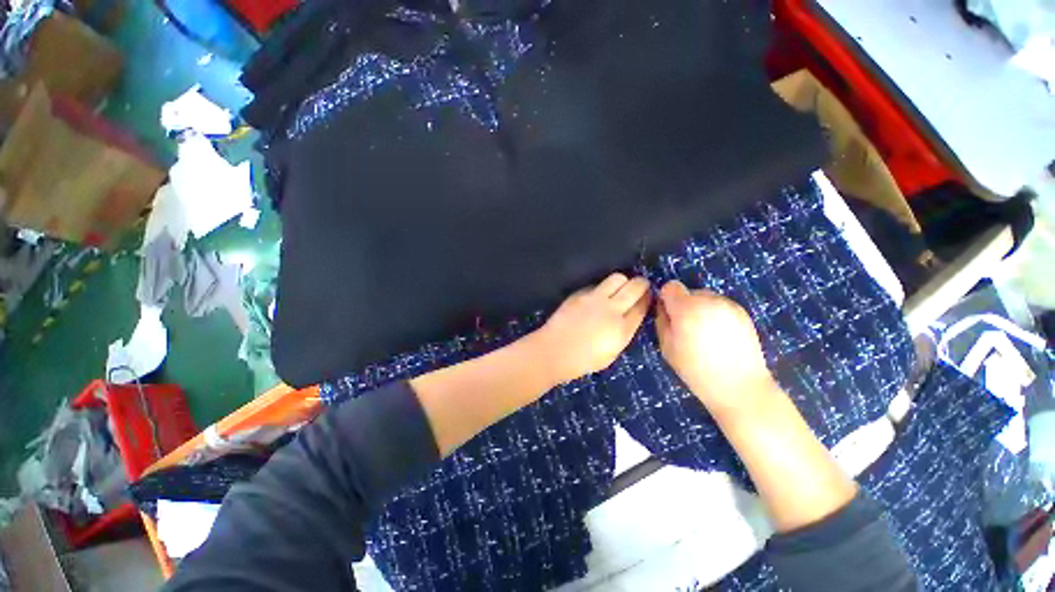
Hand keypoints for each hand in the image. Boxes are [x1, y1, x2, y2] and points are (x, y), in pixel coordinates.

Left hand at [530, 273, 651, 384]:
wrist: (554, 351)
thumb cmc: (583, 360)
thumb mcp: (611, 353)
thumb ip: (623, 333)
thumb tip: (629, 318)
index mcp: (622, 329)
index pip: (642, 306)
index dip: (647, 299)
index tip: (648, 296)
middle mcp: (612, 310)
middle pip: (635, 287)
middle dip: (641, 284)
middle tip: (640, 285)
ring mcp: (595, 299)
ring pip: (617, 278)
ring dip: (622, 281)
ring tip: (619, 287)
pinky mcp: (580, 293)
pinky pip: (597, 284)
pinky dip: (601, 288)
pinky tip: (597, 296)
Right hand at [655, 281, 776, 416]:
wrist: (740, 387)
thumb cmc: (696, 370)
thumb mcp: (666, 347)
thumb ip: (662, 320)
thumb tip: (663, 307)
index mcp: (687, 308)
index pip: (671, 287)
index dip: (666, 299)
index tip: (669, 315)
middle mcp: (709, 300)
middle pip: (688, 292)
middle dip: (684, 306)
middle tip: (687, 330)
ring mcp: (729, 305)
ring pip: (705, 298)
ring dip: (700, 309)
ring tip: (705, 335)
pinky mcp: (744, 312)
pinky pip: (720, 306)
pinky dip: (715, 315)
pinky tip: (720, 337)